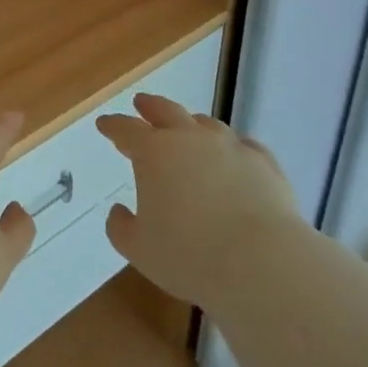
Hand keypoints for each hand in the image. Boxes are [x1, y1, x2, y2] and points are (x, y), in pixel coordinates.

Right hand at [98, 94, 299, 316]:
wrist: (260, 263)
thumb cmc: (189, 256)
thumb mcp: (139, 249)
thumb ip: (121, 227)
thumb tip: (119, 211)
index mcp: (154, 152)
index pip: (126, 129)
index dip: (113, 126)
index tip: (104, 124)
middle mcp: (190, 138)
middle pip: (166, 111)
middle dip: (150, 107)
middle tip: (141, 103)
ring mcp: (230, 146)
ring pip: (206, 124)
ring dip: (191, 124)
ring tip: (188, 128)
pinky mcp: (263, 163)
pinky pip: (243, 145)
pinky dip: (232, 147)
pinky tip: (234, 155)